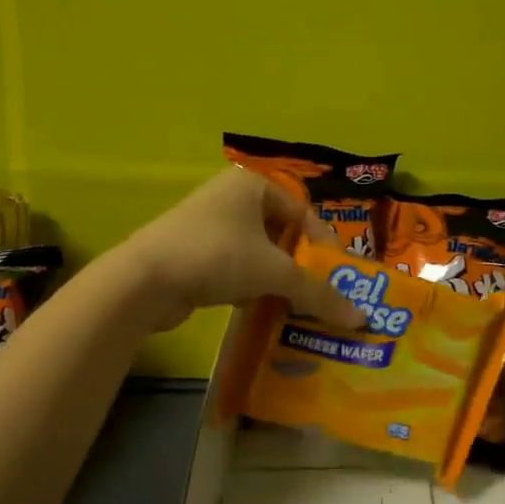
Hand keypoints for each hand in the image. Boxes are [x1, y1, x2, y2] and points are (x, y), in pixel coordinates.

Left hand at [118, 169, 367, 332]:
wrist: (144, 280)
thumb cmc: (217, 256)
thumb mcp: (274, 273)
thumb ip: (318, 293)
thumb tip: (360, 320)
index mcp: (252, 184)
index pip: (303, 212)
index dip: (324, 245)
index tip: (338, 277)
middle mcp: (230, 197)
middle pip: (281, 233)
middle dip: (300, 266)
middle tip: (319, 294)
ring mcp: (207, 224)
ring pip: (257, 252)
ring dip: (275, 279)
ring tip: (293, 305)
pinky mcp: (191, 252)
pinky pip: (234, 266)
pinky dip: (248, 286)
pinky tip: (256, 308)